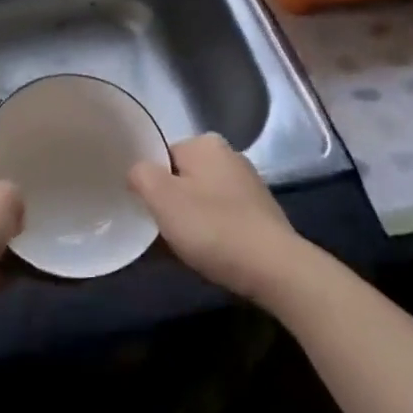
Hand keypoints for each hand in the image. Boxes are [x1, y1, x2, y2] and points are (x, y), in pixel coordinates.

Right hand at [128, 133, 297, 302]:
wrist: (274, 269)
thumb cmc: (212, 227)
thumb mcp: (161, 198)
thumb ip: (140, 175)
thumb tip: (138, 172)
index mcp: (205, 143)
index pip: (162, 156)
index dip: (150, 184)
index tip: (147, 211)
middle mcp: (230, 155)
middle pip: (182, 177)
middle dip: (171, 202)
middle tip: (162, 231)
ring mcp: (249, 184)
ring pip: (203, 198)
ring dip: (192, 219)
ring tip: (186, 247)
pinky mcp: (262, 213)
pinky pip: (224, 217)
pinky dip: (214, 231)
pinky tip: (211, 253)